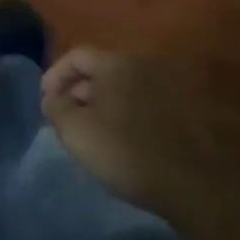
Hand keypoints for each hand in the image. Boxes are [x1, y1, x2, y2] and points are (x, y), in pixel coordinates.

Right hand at [41, 48, 239, 230]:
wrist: (194, 184)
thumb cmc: (127, 152)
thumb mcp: (76, 132)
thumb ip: (56, 108)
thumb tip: (52, 98)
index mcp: (116, 63)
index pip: (76, 55)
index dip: (54, 76)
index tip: (45, 103)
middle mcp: (144, 64)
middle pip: (101, 70)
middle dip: (77, 92)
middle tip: (65, 119)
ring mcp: (168, 85)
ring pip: (123, 87)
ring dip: (102, 103)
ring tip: (91, 132)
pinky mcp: (184, 109)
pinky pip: (144, 102)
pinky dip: (126, 113)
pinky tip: (122, 140)